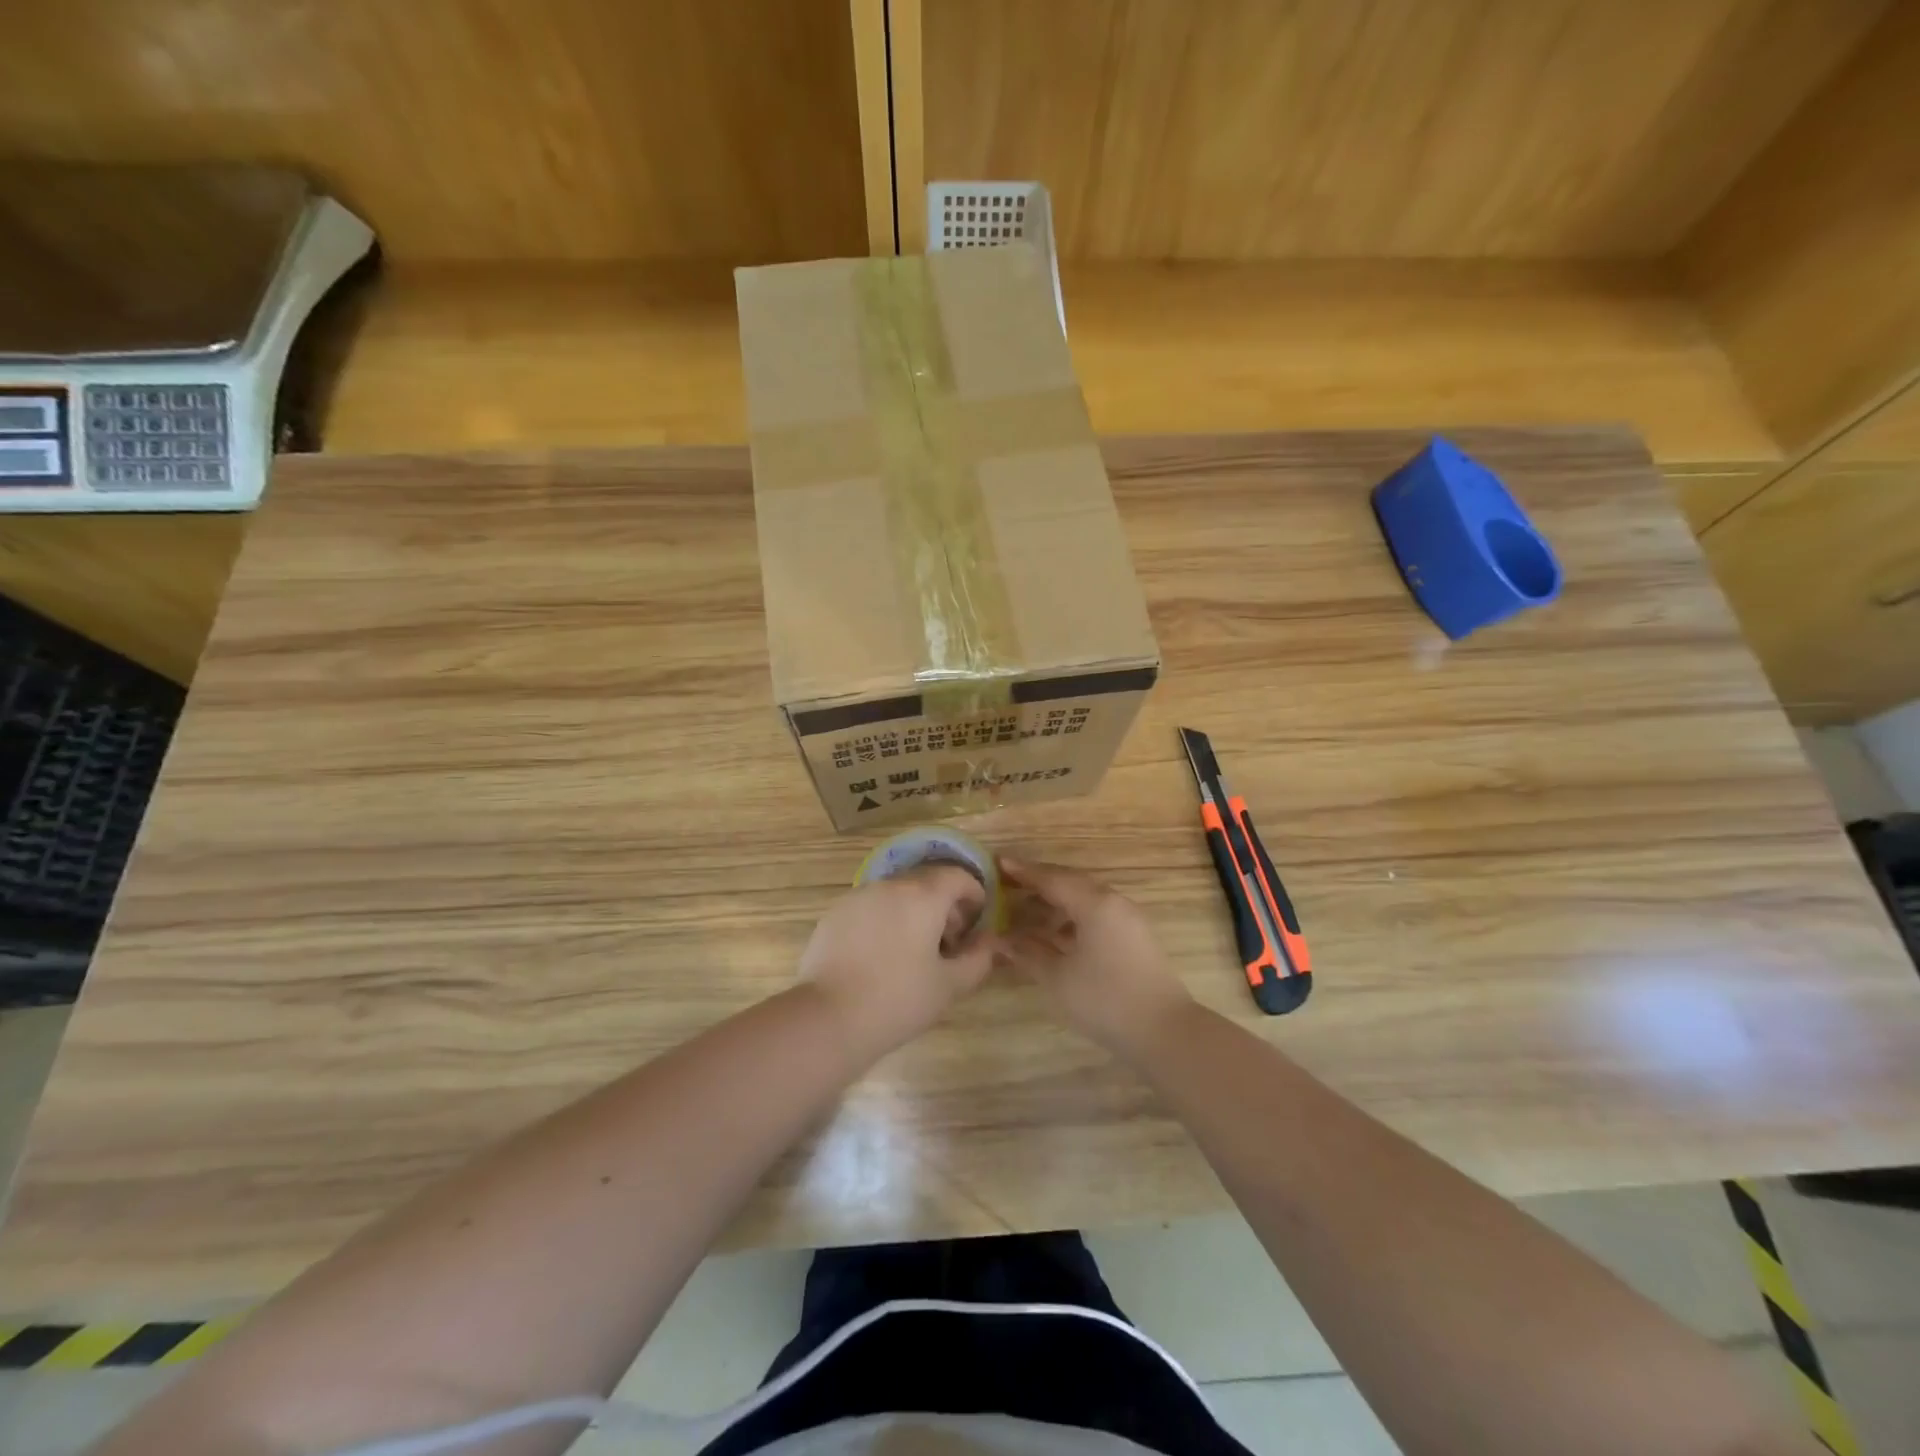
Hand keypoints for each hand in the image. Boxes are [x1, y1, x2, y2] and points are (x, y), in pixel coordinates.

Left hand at [798, 866, 995, 1065]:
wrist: (828, 1018)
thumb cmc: (898, 1000)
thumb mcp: (950, 985)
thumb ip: (978, 958)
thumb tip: (990, 941)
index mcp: (923, 896)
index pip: (957, 876)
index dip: (974, 893)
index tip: (977, 920)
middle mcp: (890, 885)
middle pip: (926, 882)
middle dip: (944, 905)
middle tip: (949, 942)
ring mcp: (858, 897)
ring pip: (896, 893)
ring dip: (913, 912)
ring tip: (914, 952)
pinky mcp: (834, 914)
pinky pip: (870, 907)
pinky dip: (885, 920)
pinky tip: (880, 956)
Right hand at [999, 857, 1192, 1057]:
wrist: (1164, 1032)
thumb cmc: (1105, 1000)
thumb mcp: (1057, 978)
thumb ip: (1027, 953)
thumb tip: (1000, 939)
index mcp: (1094, 903)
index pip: (1052, 879)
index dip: (1023, 871)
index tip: (998, 863)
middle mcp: (1113, 902)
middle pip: (1070, 883)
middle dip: (1038, 883)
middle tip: (1008, 885)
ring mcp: (1128, 920)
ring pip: (1085, 899)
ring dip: (1055, 903)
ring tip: (1026, 914)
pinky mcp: (1134, 938)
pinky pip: (1097, 915)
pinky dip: (1072, 918)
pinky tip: (1055, 936)